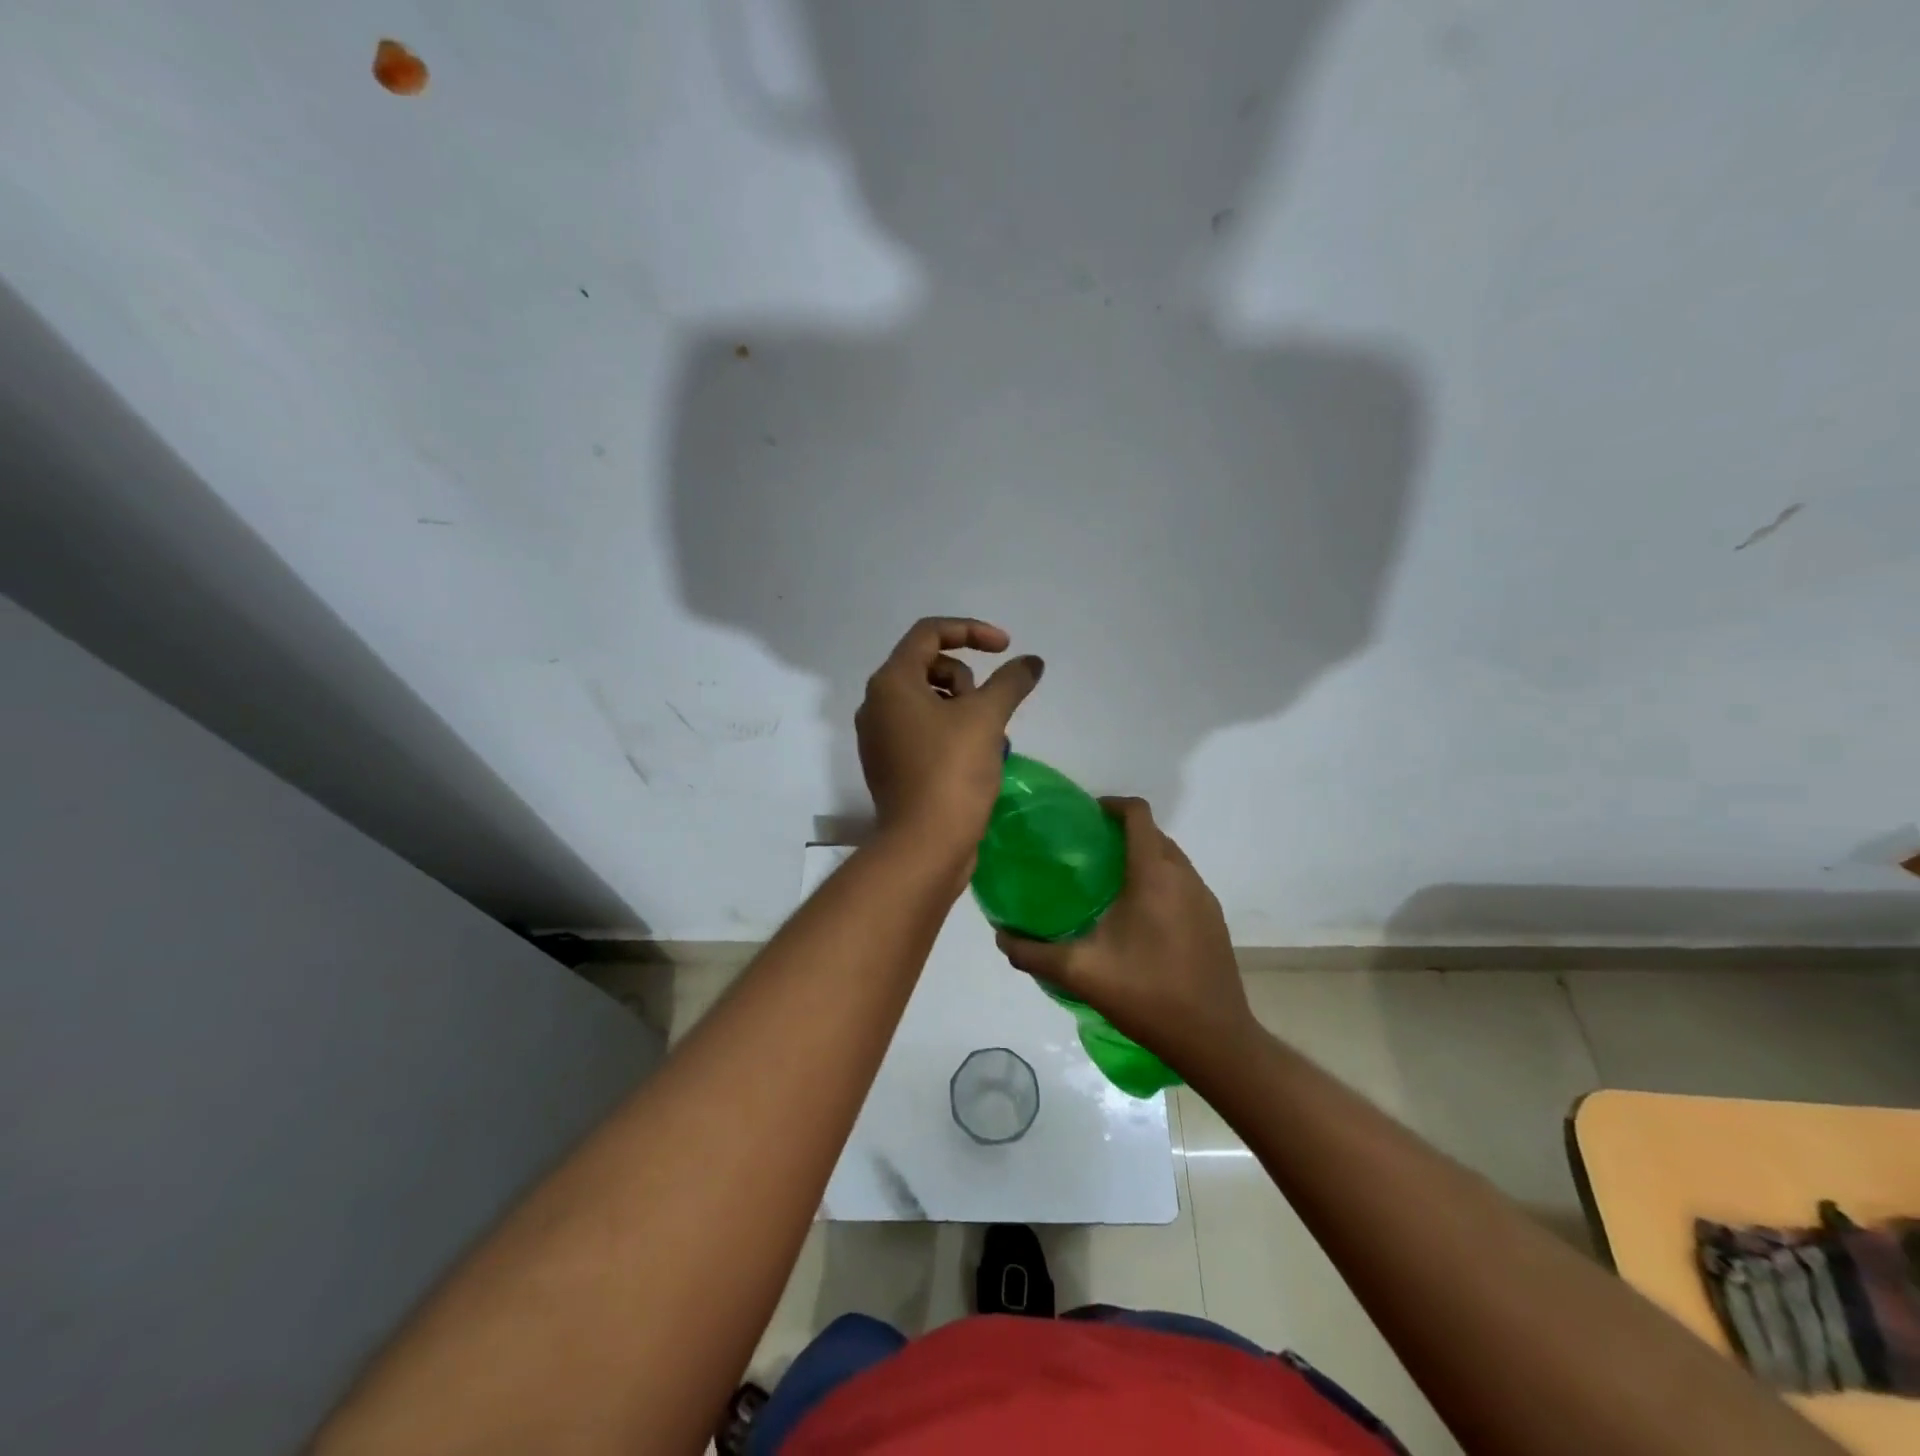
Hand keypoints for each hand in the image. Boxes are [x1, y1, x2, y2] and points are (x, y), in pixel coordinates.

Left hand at [856, 617, 1043, 864]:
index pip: (929, 632)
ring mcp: (880, 737)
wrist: (925, 845)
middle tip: (988, 710)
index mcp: (891, 683)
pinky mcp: (890, 765)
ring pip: (928, 700)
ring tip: (985, 738)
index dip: (971, 631)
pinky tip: (973, 757)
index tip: (1005, 648)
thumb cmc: (952, 771)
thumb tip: (1031, 662)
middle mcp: (876, 704)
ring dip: (962, 707)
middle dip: (966, 679)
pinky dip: (950, 731)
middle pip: (928, 666)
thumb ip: (1011, 681)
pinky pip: (923, 730)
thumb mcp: (987, 718)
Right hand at [996, 797, 1253, 1071]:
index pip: (1137, 815)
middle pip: (1153, 834)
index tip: (1084, 817)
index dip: (1111, 805)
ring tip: (1107, 884)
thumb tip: (1001, 936)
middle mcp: (1184, 876)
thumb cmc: (1147, 995)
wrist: (1214, 1040)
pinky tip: (1138, 919)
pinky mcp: (1214, 921)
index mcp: (1153, 875)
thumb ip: (1034, 952)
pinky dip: (1160, 883)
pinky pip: (1183, 884)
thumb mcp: (1080, 973)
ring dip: (1142, 858)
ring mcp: (1204, 899)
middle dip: (1122, 833)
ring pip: (1171, 859)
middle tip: (1086, 853)